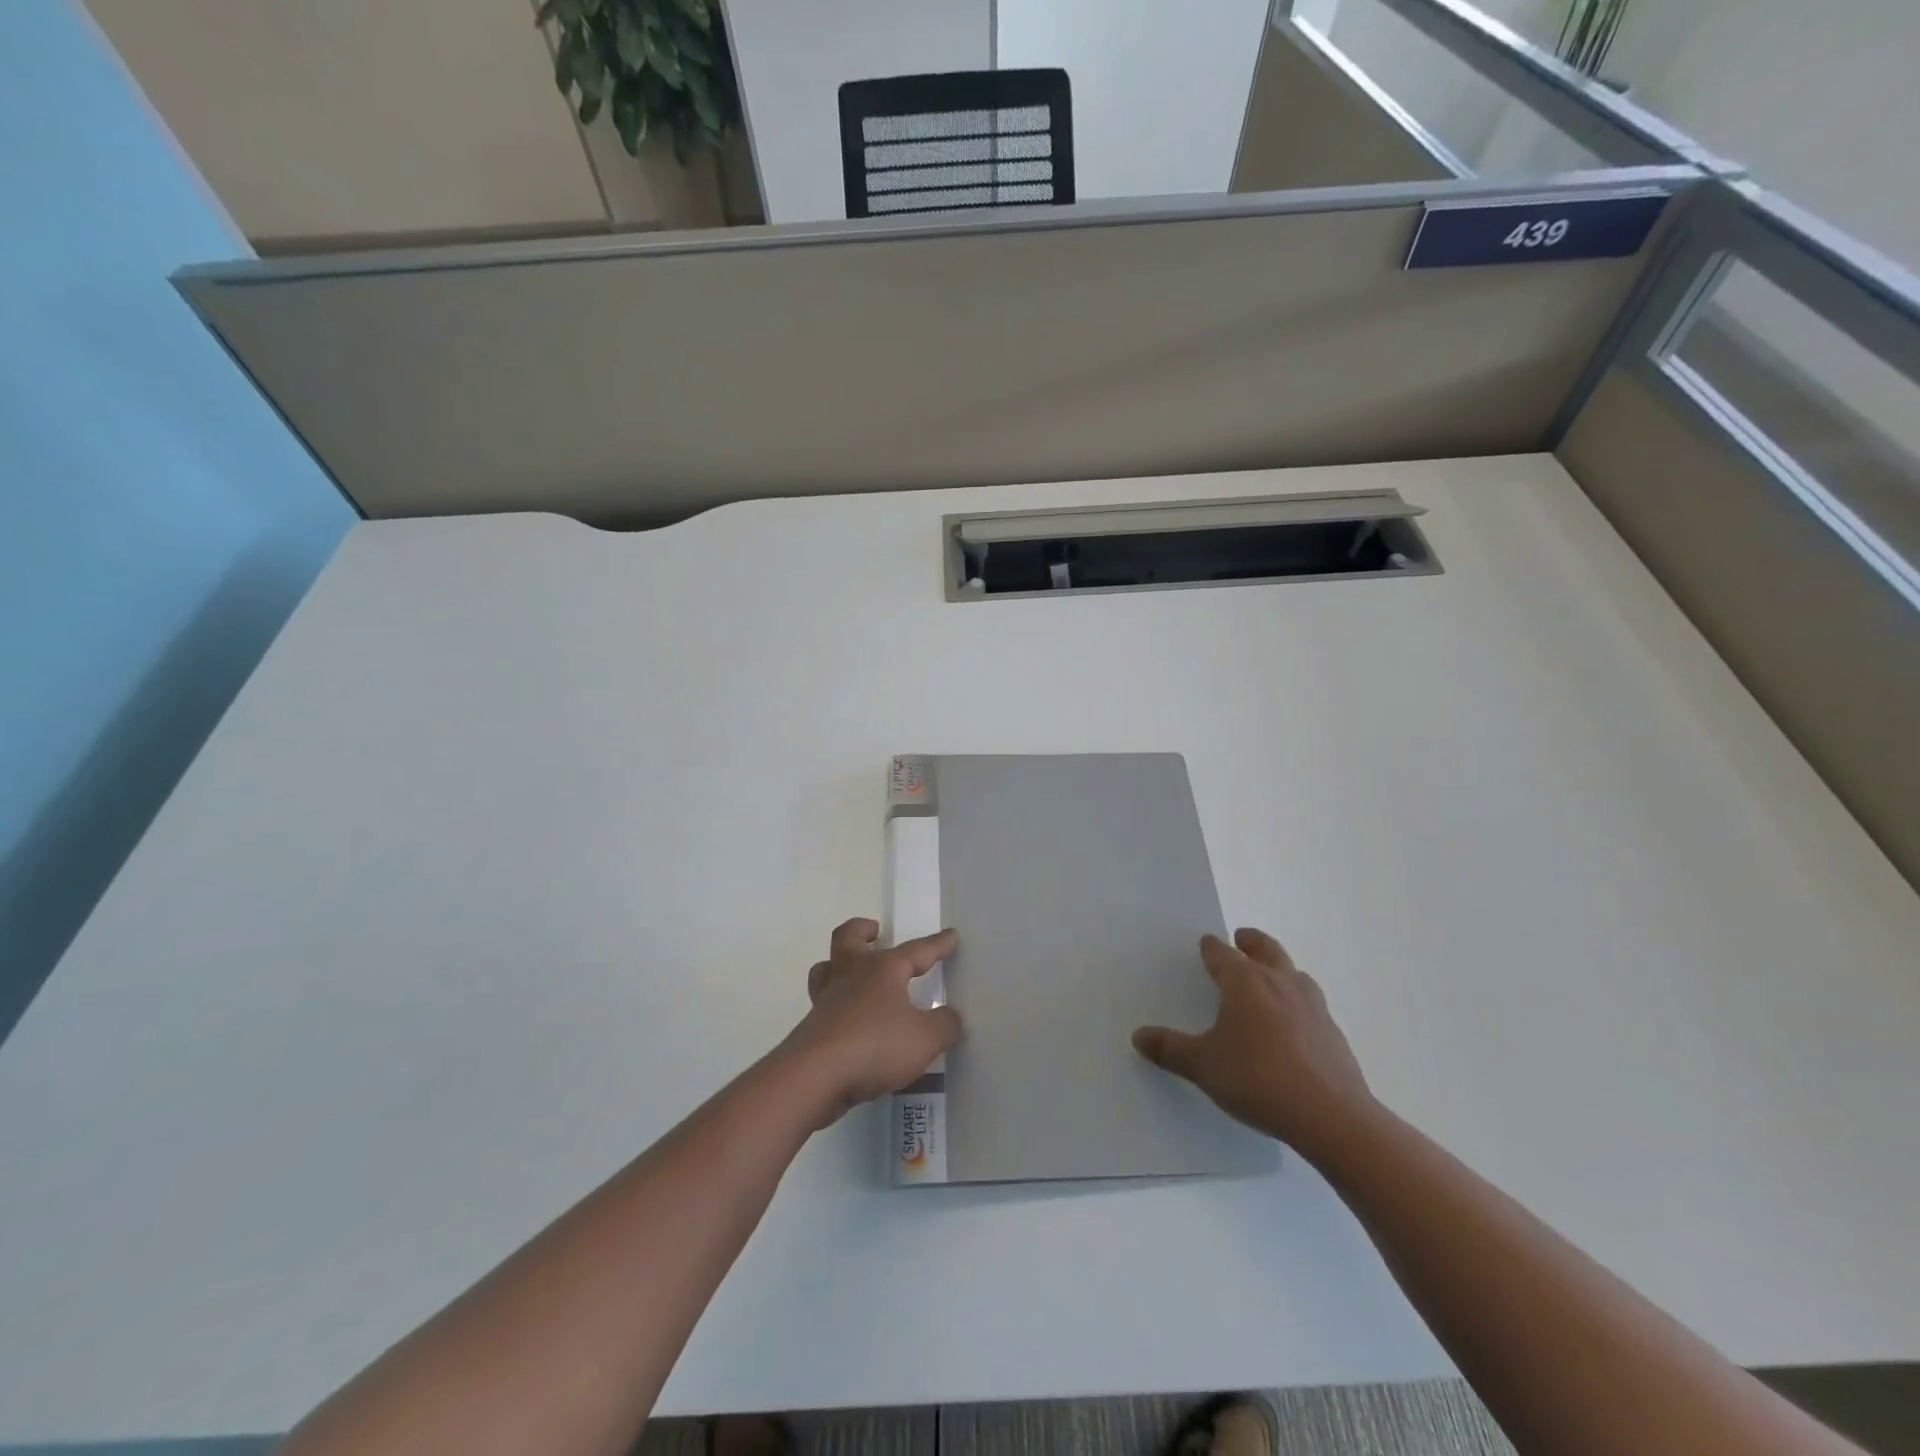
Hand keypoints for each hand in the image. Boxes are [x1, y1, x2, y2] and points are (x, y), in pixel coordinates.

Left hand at [780, 918, 962, 1126]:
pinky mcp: (812, 1029)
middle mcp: (851, 976)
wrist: (814, 1078)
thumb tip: (952, 1016)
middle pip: (848, 938)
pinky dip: (837, 1006)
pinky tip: (851, 1022)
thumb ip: (944, 1025)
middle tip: (875, 932)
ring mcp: (827, 1001)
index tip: (951, 935)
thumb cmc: (875, 1046)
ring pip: (826, 970)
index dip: (937, 944)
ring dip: (838, 965)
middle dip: (863, 930)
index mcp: (882, 970)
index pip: (916, 951)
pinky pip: (824, 1006)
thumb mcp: (925, 1039)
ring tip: (853, 973)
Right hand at [1132, 928, 1375, 1164]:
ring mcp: (1312, 1005)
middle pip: (1266, 949)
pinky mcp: (1333, 1031)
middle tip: (1241, 939)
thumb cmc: (1258, 1079)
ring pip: (1293, 972)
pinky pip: (1310, 1003)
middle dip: (1251, 942)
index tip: (1205, 944)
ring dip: (1279, 968)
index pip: (1222, 953)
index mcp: (1245, 982)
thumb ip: (1170, 1049)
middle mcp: (1279, 982)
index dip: (1211, 948)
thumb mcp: (1203, 1066)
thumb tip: (1138, 1036)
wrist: (1332, 1116)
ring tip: (1269, 978)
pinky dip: (1297, 1001)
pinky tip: (1292, 1025)